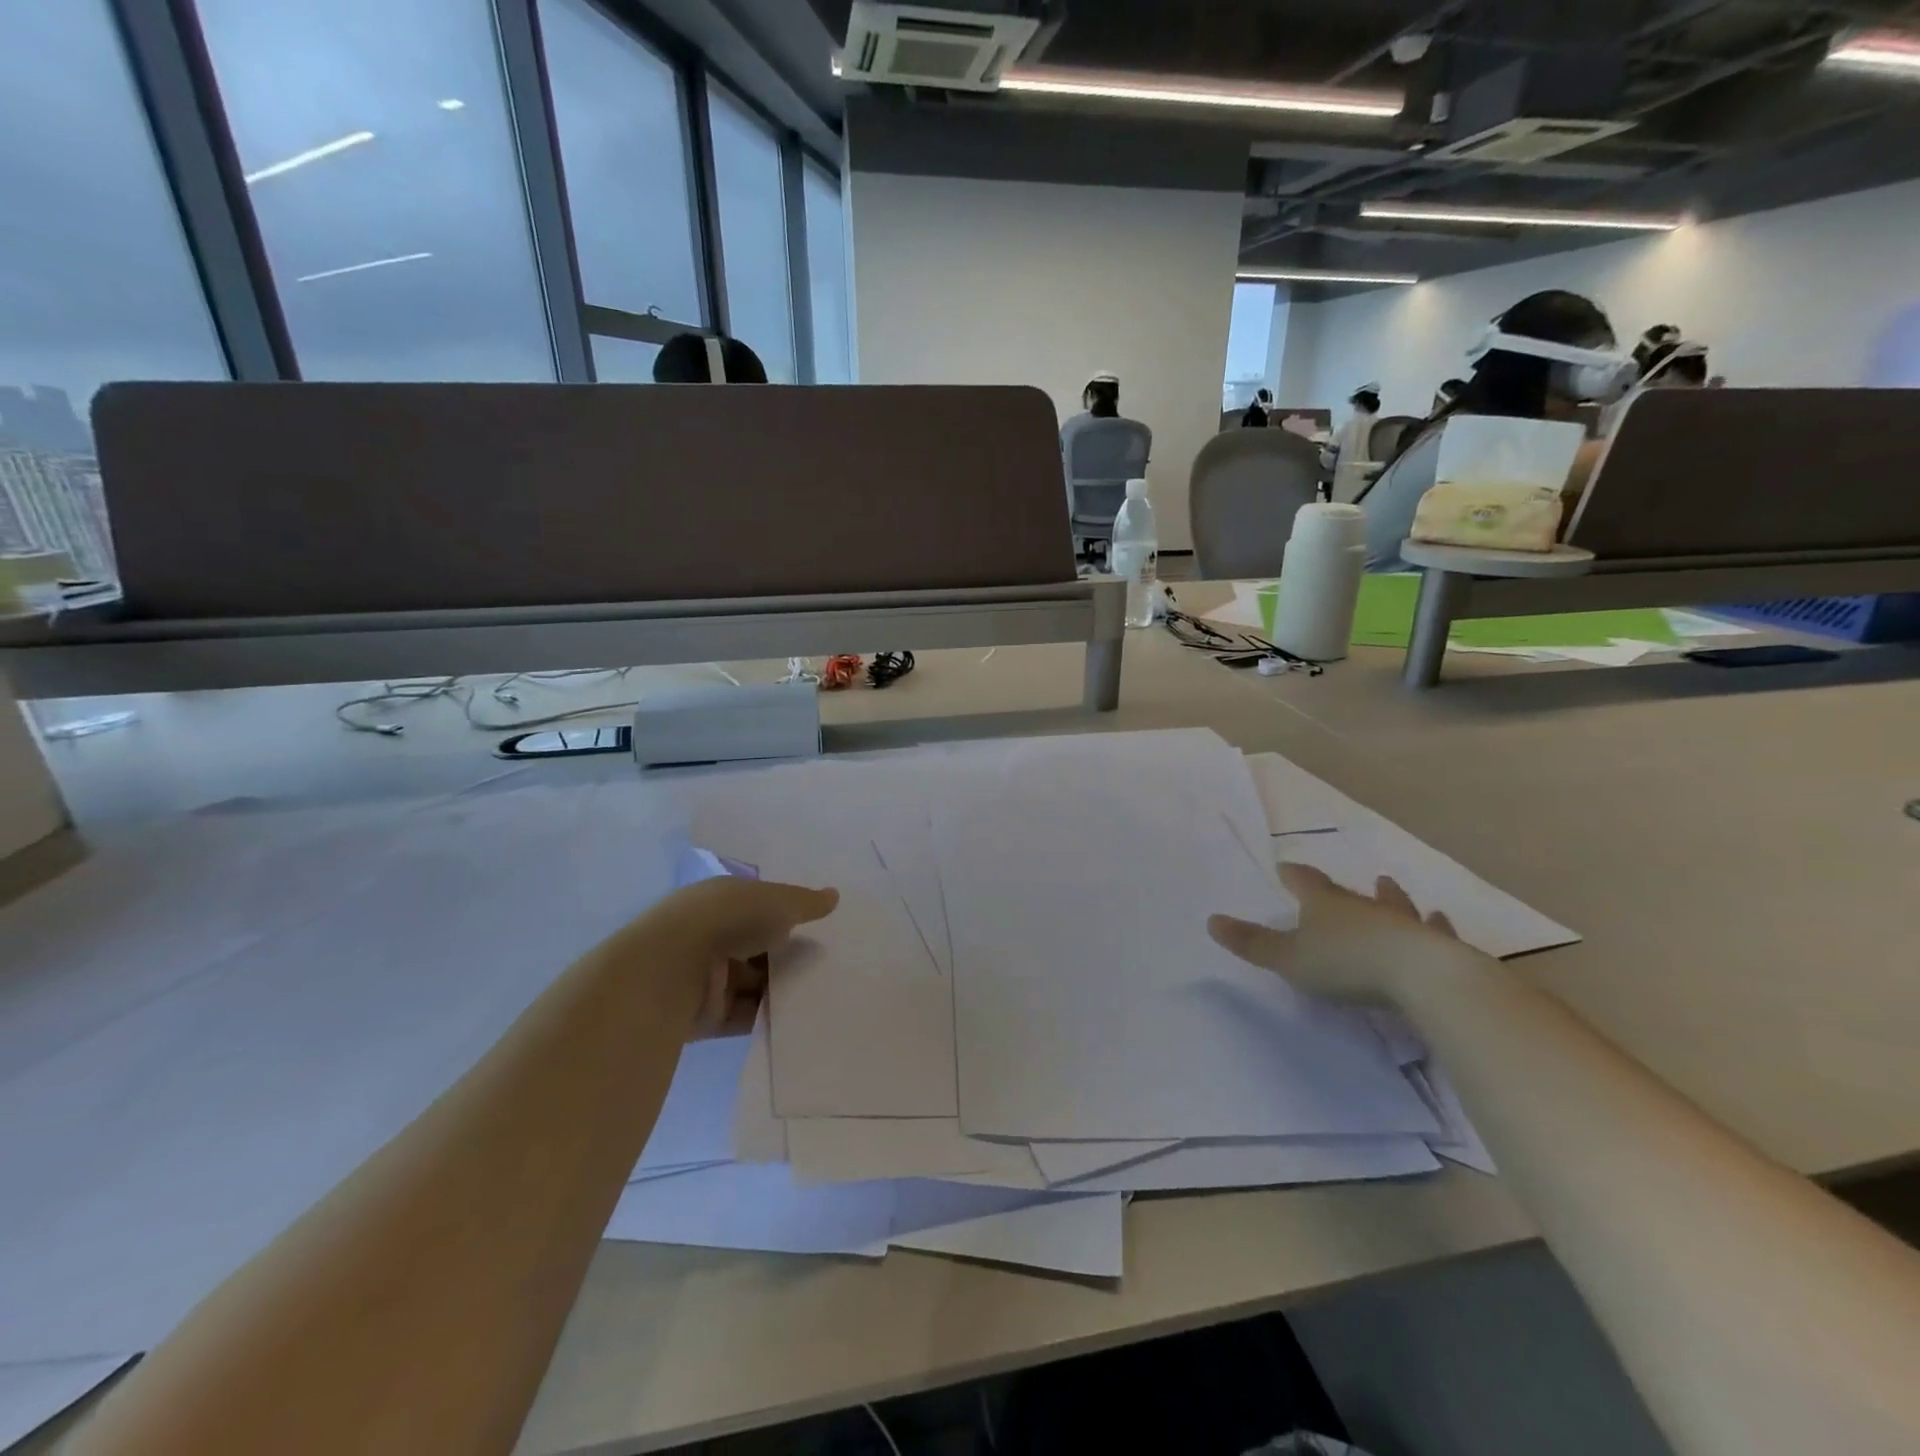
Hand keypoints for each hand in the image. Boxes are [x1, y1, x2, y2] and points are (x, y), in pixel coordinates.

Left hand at [649, 876, 838, 1035]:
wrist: (671, 970)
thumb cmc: (727, 920)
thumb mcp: (776, 901)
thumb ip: (805, 902)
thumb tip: (834, 896)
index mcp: (721, 901)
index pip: (759, 906)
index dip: (787, 915)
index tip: (821, 928)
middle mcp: (710, 935)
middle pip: (758, 947)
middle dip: (788, 955)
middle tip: (830, 963)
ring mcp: (706, 977)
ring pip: (754, 983)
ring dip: (780, 988)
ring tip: (823, 992)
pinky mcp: (705, 1016)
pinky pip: (745, 1016)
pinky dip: (767, 1017)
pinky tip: (799, 1018)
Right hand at [1208, 863, 1479, 1005]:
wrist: (1421, 977)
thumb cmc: (1345, 964)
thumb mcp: (1288, 958)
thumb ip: (1251, 942)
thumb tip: (1211, 920)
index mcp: (1325, 905)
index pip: (1304, 882)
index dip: (1293, 876)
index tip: (1285, 867)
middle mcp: (1364, 907)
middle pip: (1348, 893)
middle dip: (1340, 889)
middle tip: (1335, 880)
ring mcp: (1404, 923)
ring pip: (1394, 905)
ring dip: (1390, 897)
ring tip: (1389, 885)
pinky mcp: (1437, 946)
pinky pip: (1434, 931)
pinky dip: (1435, 926)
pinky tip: (1440, 919)